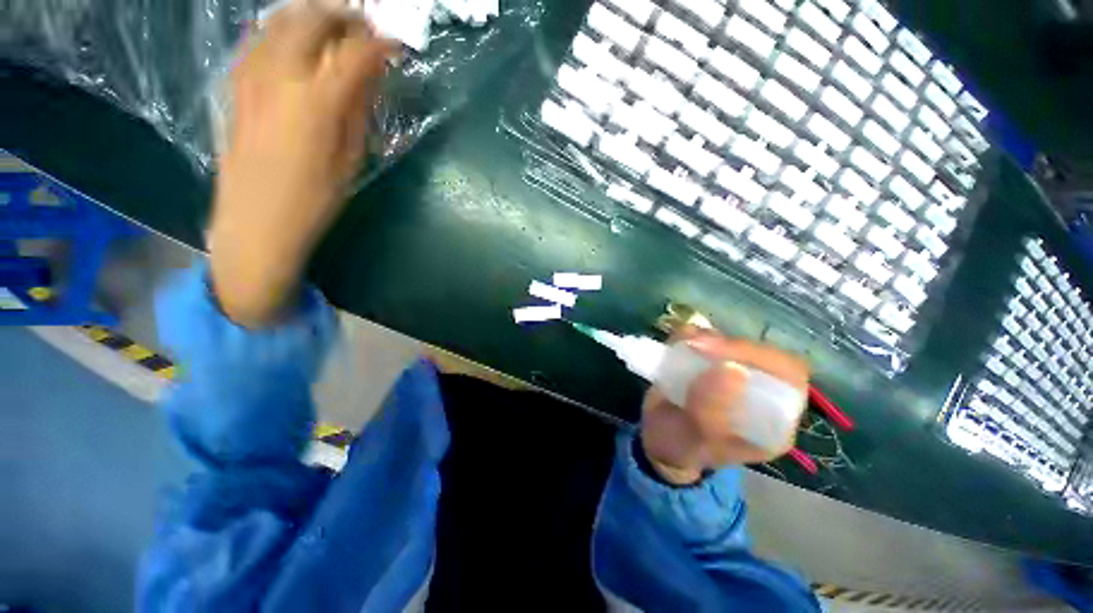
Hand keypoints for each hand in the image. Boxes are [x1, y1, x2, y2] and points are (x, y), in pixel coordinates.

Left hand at [209, 1, 397, 326]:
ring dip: (311, 14)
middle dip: (344, 15)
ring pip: (280, 20)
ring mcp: (251, 75)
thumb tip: (370, 78)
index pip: (355, 54)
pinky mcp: (235, 84)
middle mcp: (280, 76)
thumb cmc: (314, 201)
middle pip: (311, 18)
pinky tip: (296, 42)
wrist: (255, 222)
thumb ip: (358, 112)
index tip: (397, 45)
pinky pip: (259, 38)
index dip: (381, 44)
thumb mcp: (350, 160)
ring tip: (334, 26)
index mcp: (317, 102)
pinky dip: (283, 29)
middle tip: (366, 26)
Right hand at [639, 327, 809, 484]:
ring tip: (682, 346)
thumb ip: (712, 411)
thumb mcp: (695, 438)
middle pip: (762, 353)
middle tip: (695, 345)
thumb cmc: (681, 447)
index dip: (762, 360)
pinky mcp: (709, 360)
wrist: (656, 439)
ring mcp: (734, 373)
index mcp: (772, 421)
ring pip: (733, 340)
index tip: (721, 358)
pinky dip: (691, 334)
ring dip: (708, 337)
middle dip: (730, 346)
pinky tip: (677, 343)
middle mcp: (761, 393)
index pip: (788, 378)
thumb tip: (733, 369)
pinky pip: (707, 337)